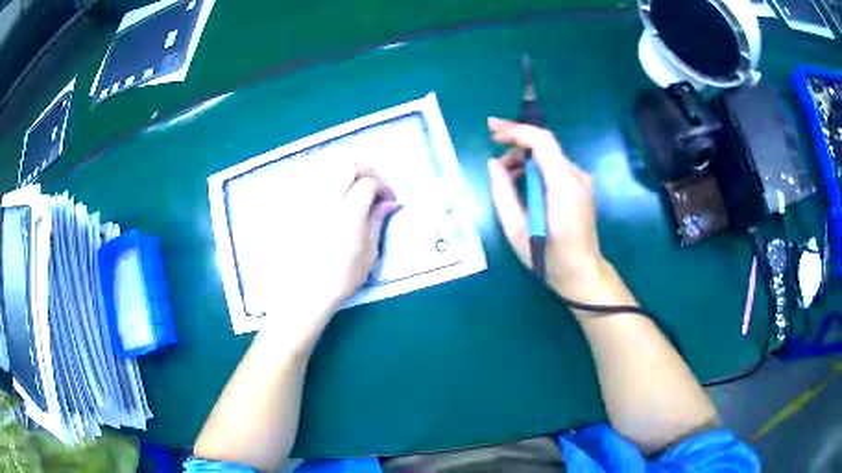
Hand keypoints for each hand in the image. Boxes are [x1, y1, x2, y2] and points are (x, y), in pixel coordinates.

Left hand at [262, 164, 398, 342]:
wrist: (309, 289)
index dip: (384, 187)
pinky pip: (322, 185)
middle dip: (368, 172)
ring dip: (351, 176)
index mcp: (349, 211)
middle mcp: (329, 200)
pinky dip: (337, 184)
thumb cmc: (344, 276)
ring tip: (361, 193)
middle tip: (377, 188)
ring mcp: (314, 203)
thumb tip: (391, 203)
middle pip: (349, 167)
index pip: (369, 183)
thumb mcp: (370, 251)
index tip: (390, 200)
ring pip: (332, 172)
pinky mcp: (306, 210)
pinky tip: (344, 201)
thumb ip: (378, 220)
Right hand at [487, 117, 608, 301]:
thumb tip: (493, 164)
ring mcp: (582, 181)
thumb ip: (503, 194)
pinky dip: (535, 165)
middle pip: (546, 143)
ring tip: (503, 172)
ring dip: (524, 155)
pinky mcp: (580, 187)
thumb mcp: (517, 231)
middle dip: (517, 139)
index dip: (516, 130)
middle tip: (492, 143)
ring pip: (549, 153)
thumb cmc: (548, 258)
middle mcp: (577, 177)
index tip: (492, 131)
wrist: (582, 274)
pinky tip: (520, 179)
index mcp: (563, 187)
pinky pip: (554, 165)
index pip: (542, 142)